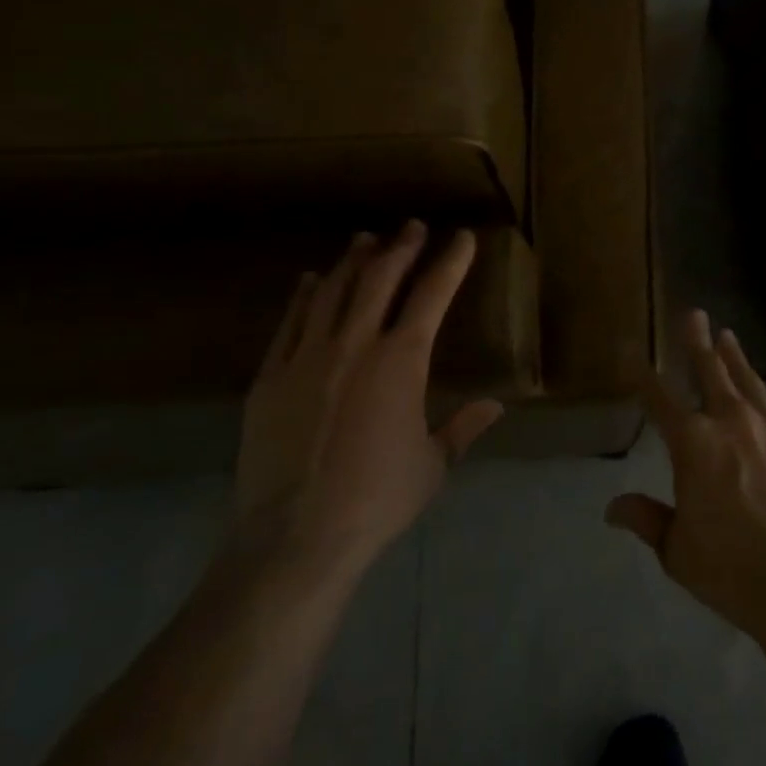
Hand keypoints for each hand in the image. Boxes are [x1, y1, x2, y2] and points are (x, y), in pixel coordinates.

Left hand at [227, 222, 503, 598]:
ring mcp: (306, 357)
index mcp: (402, 361)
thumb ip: (463, 428)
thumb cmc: (377, 500)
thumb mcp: (433, 465)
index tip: (462, 238)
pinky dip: (304, 296)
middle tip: (412, 227)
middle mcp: (355, 344)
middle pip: (380, 278)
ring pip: (333, 291)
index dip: (450, 262)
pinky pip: (290, 323)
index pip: (432, 294)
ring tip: (366, 239)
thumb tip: (496, 406)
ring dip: (353, 261)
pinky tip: (311, 280)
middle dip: (401, 247)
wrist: (295, 538)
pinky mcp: (269, 378)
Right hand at [605, 310, 765, 640]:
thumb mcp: (677, 549)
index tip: (632, 352)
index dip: (643, 376)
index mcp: (692, 443)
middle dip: (697, 342)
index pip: (659, 399)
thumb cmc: (730, 567)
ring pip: (746, 380)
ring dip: (733, 357)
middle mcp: (729, 422)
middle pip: (709, 370)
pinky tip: (761, 391)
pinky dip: (761, 391)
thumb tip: (613, 508)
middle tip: (694, 314)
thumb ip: (647, 519)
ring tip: (727, 337)